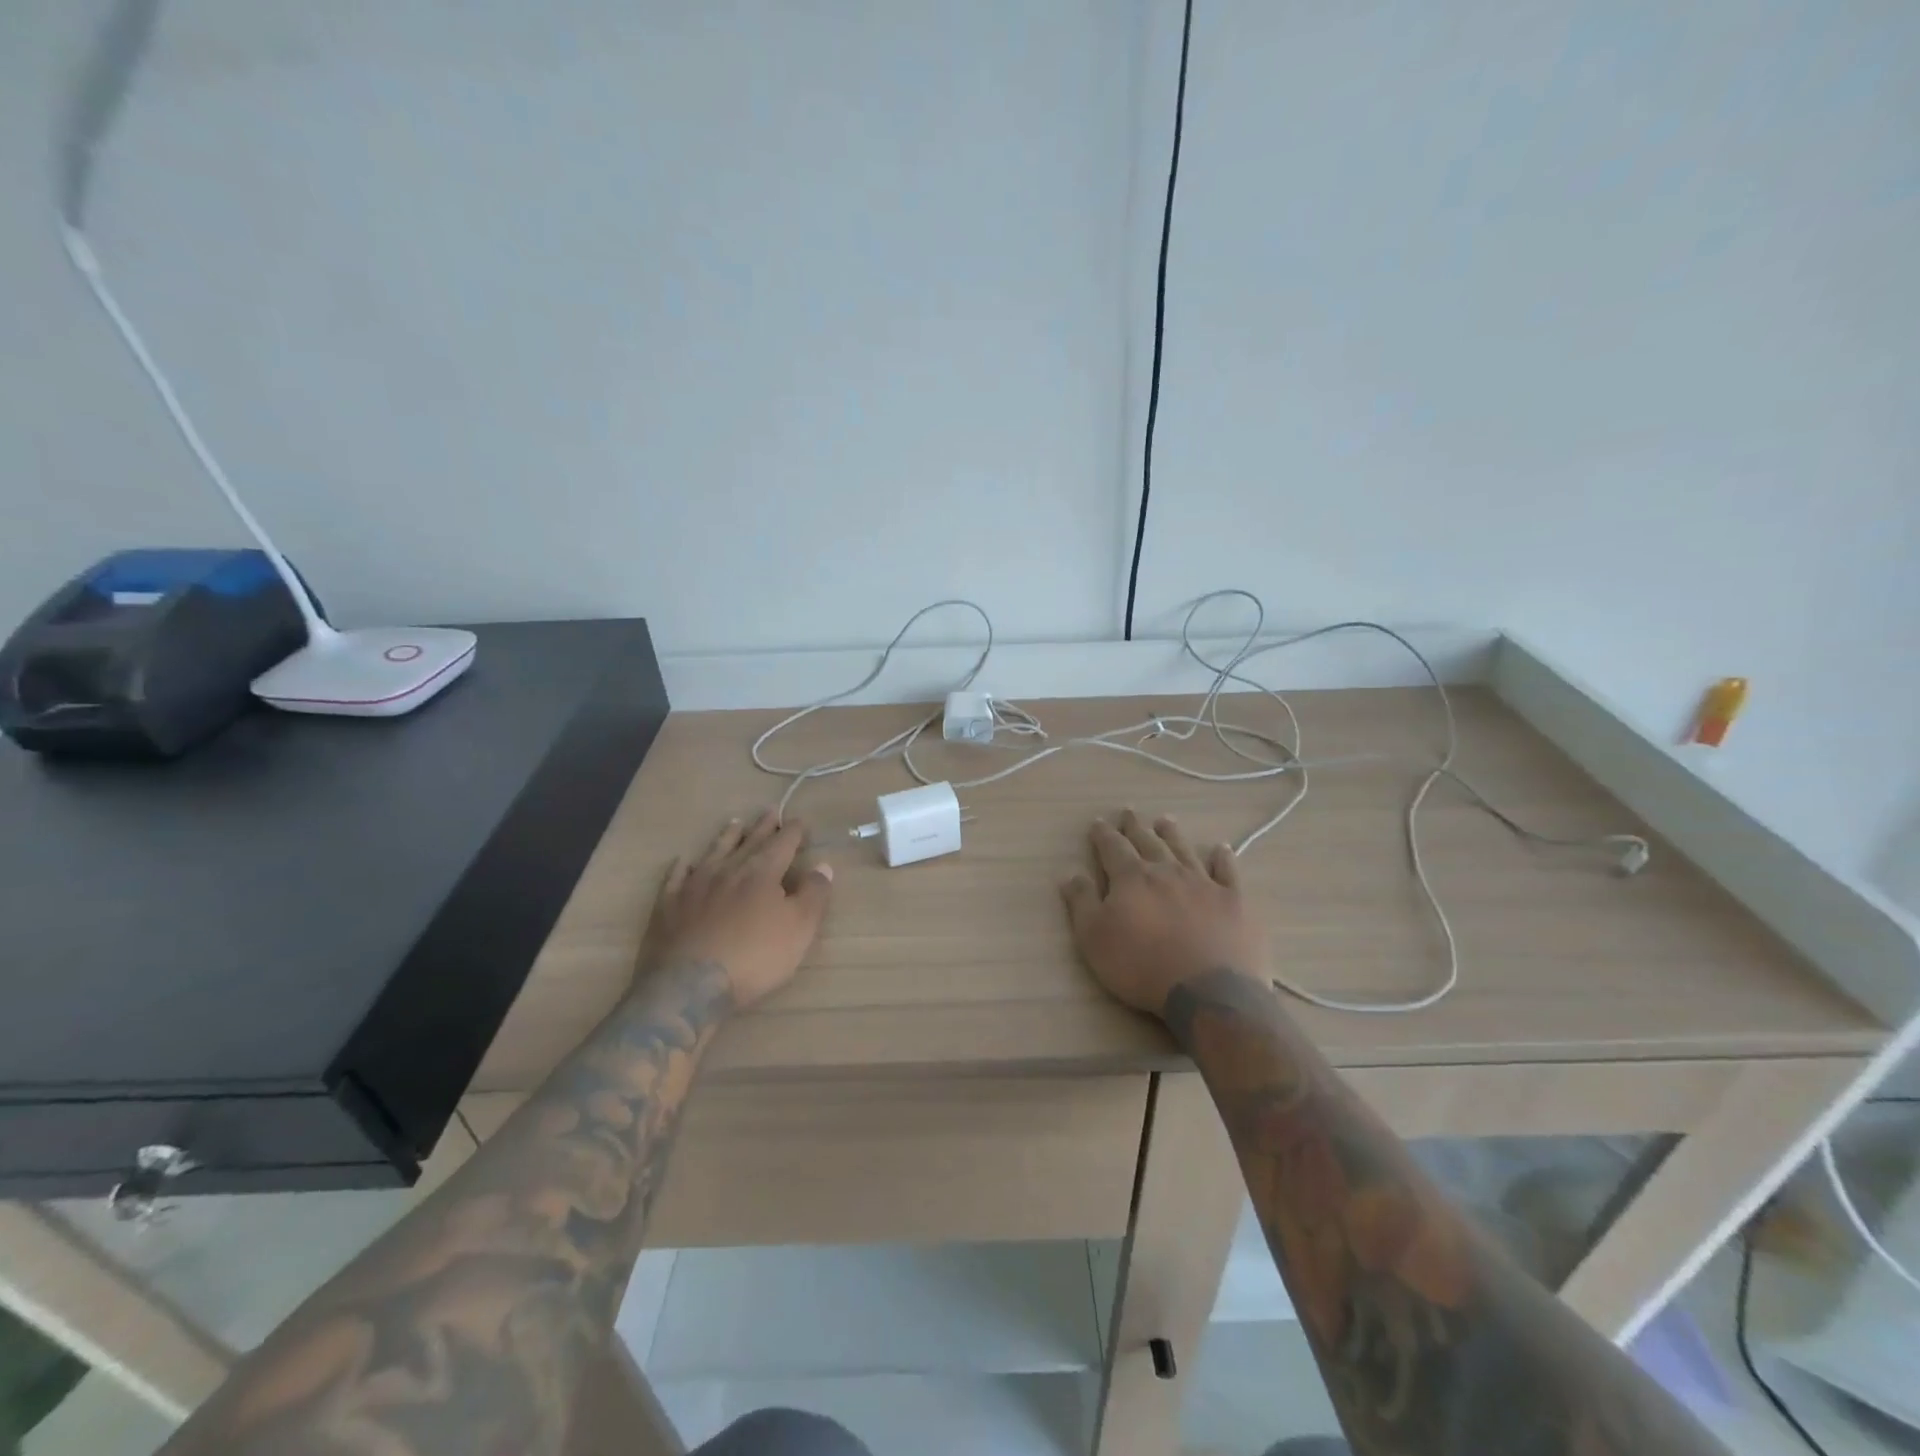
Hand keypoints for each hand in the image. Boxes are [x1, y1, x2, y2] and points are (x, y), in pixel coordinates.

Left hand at [641, 810, 833, 1010]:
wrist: (689, 985)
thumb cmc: (754, 957)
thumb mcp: (799, 929)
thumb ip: (814, 894)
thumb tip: (823, 865)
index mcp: (762, 873)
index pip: (782, 844)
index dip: (793, 832)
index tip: (800, 821)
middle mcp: (728, 870)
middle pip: (750, 842)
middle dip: (763, 827)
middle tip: (771, 811)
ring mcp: (695, 885)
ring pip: (714, 852)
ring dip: (727, 837)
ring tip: (734, 823)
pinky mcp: (669, 905)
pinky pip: (676, 876)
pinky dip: (683, 866)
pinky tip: (684, 861)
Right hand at [1061, 809, 1268, 1018]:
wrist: (1208, 990)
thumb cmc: (1141, 966)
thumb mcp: (1094, 939)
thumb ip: (1082, 903)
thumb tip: (1071, 875)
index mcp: (1131, 878)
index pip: (1113, 848)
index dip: (1103, 835)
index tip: (1098, 822)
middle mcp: (1166, 871)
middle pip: (1148, 842)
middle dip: (1136, 827)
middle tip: (1130, 812)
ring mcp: (1203, 883)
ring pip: (1184, 850)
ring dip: (1172, 834)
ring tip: (1165, 820)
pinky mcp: (1234, 900)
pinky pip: (1227, 871)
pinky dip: (1223, 857)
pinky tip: (1221, 848)